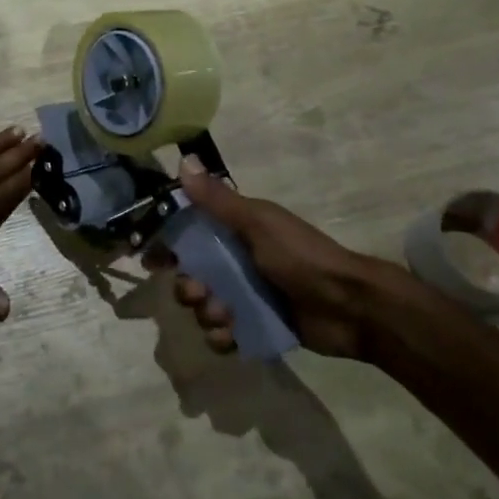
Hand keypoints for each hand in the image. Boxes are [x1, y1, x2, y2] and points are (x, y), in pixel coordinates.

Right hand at [147, 157, 440, 359]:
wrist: (349, 306)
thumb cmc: (301, 256)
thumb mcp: (258, 223)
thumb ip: (218, 200)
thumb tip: (184, 161)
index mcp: (234, 233)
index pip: (188, 235)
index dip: (165, 246)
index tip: (149, 260)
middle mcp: (235, 263)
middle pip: (190, 276)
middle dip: (187, 287)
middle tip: (199, 292)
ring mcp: (245, 297)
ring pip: (203, 308)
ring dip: (205, 314)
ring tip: (226, 317)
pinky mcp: (255, 326)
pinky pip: (222, 335)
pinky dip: (221, 337)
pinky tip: (231, 336)